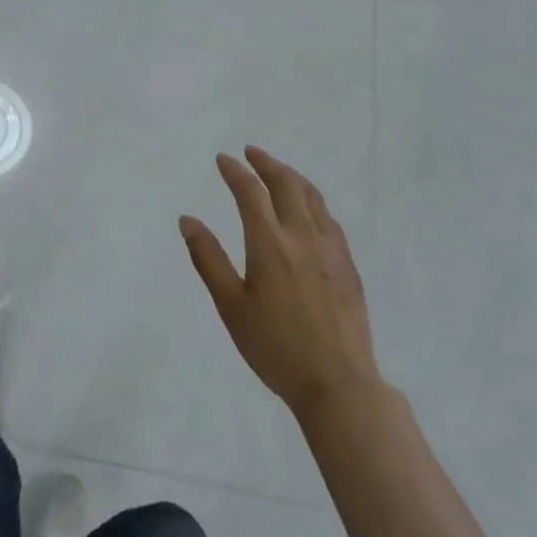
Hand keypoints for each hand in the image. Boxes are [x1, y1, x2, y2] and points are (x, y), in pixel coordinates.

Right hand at [179, 146, 379, 420]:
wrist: (338, 383)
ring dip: (293, 177)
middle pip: (287, 184)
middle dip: (266, 163)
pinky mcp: (348, 266)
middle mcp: (302, 237)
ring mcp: (330, 250)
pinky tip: (309, 210)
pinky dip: (313, 201)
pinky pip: (330, 219)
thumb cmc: (275, 347)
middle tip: (251, 153)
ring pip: (313, 197)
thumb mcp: (231, 306)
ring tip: (279, 171)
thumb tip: (187, 220)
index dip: (235, 171)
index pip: (250, 192)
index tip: (223, 159)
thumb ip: (208, 259)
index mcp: (270, 244)